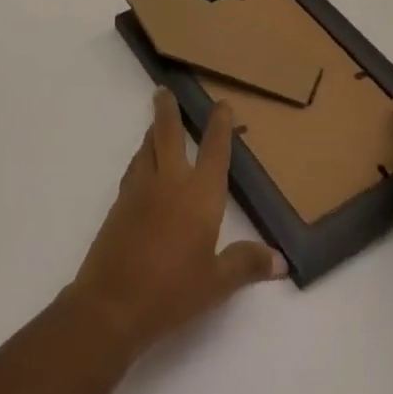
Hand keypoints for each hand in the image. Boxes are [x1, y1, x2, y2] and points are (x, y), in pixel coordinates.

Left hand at [66, 88, 286, 358]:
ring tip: (156, 122)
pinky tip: (143, 165)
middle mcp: (169, 181)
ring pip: (146, 147)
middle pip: (167, 134)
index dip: (219, 126)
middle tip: (164, 91)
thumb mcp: (217, 283)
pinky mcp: (120, 203)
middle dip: (168, 110)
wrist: (113, 302)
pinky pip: (134, 168)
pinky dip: (141, 157)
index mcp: (199, 195)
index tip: (222, 105)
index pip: (214, 151)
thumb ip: (246, 264)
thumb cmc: (173, 292)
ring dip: (152, 131)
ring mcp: (139, 189)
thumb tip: (279, 260)